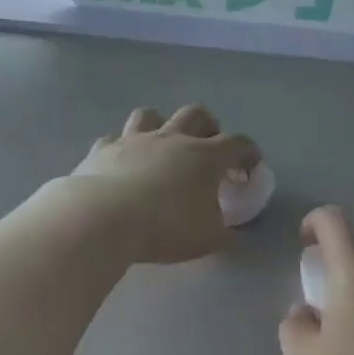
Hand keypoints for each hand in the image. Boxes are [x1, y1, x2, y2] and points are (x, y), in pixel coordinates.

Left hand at [64, 105, 260, 264]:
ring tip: (162, 145)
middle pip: (196, 114)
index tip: (250, 167)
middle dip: (208, 126)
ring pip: (150, 115)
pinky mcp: (103, 149)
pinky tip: (120, 163)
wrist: (104, 219)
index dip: (248, 153)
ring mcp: (134, 140)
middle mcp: (172, 138)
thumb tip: (234, 237)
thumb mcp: (209, 240)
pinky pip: (113, 139)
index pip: (237, 144)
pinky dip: (121, 148)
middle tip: (208, 147)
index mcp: (205, 156)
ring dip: (160, 125)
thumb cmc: (166, 227)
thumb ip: (226, 235)